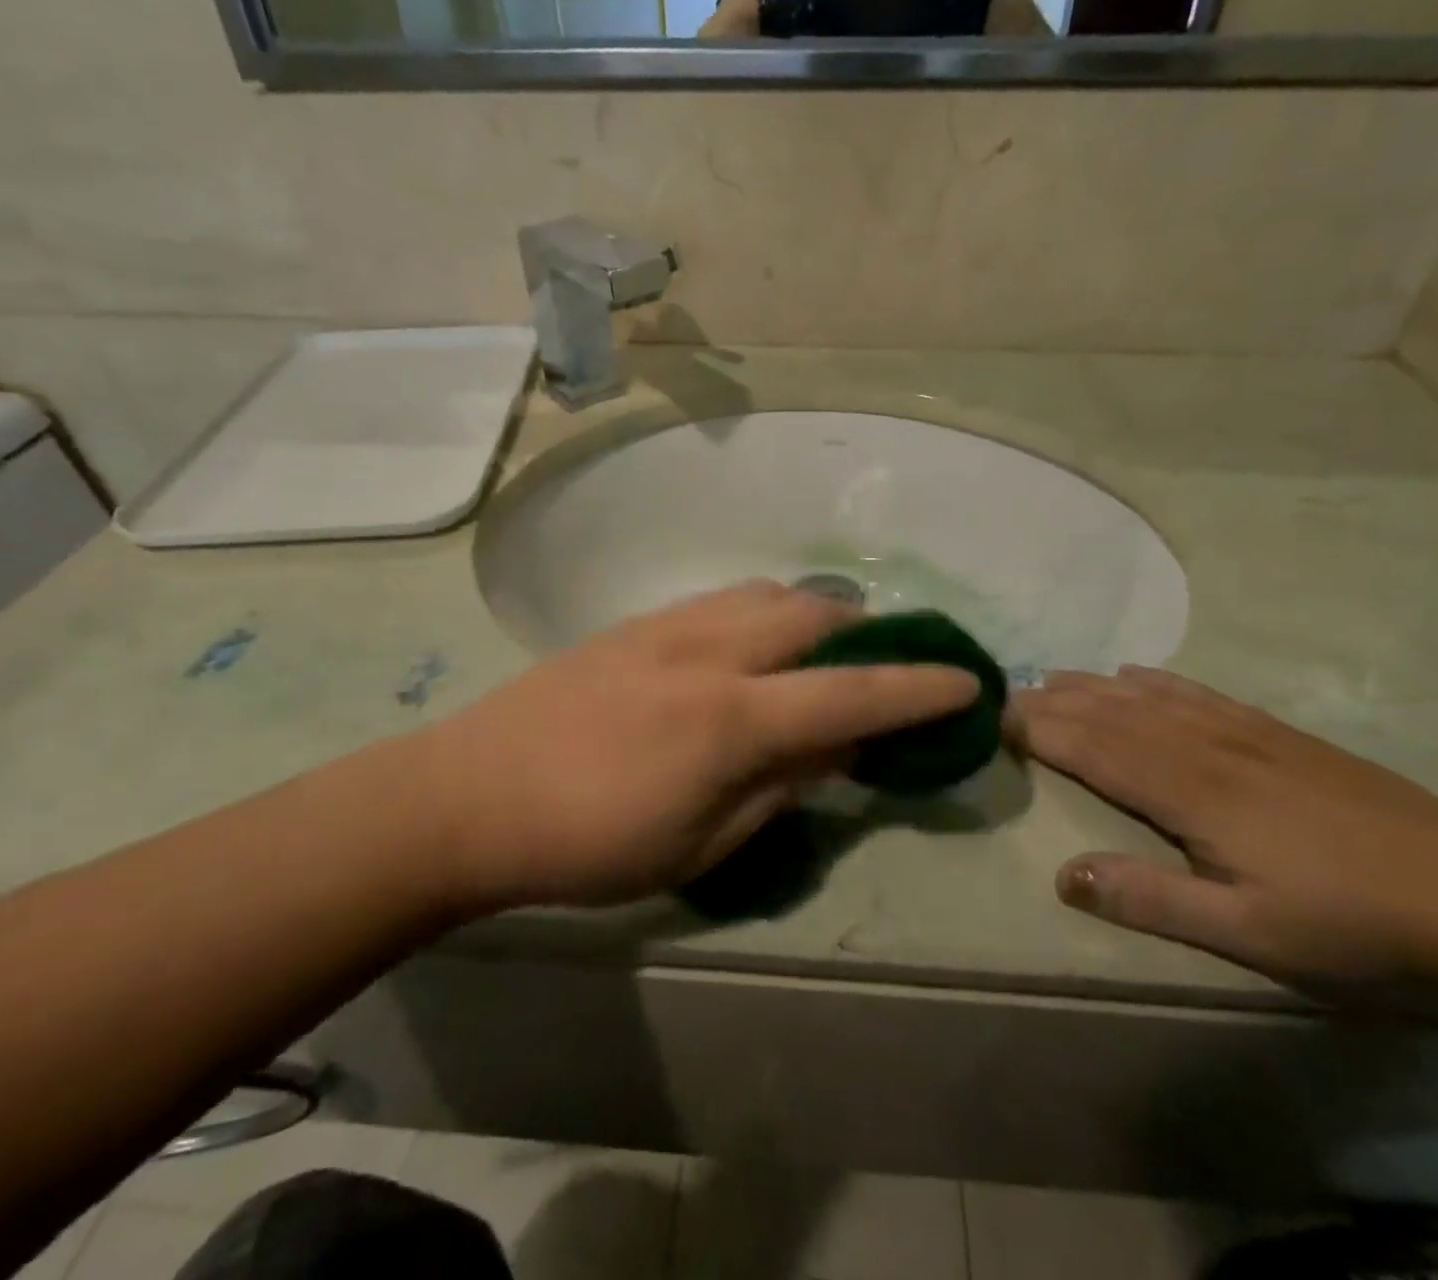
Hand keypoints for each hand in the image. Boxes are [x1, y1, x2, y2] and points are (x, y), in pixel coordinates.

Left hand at [411, 582, 981, 909]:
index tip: (967, 681)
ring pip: (770, 594)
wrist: (470, 794)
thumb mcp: (699, 843)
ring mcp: (670, 625)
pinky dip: (763, 611)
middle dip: (867, 635)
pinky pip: (725, 598)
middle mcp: (711, 651)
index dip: (918, 688)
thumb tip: (833, 746)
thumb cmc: (587, 844)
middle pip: (816, 616)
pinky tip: (753, 645)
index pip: (852, 693)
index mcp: (732, 719)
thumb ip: (778, 786)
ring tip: (820, 654)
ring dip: (814, 616)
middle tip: (880, 669)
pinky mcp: (637, 621)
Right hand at [1017, 668, 1437, 983]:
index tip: (990, 719)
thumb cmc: (1351, 925)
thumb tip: (1061, 874)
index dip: (1038, 730)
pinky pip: (1195, 692)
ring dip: (1090, 685)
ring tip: (1048, 678)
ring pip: (1145, 696)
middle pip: (1109, 713)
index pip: (1092, 747)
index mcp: (1189, 791)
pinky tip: (1134, 673)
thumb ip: (1149, 899)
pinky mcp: (1274, 733)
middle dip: (1051, 701)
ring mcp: (1241, 732)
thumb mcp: (1246, 932)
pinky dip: (1151, 680)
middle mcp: (1203, 746)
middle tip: (1002, 694)